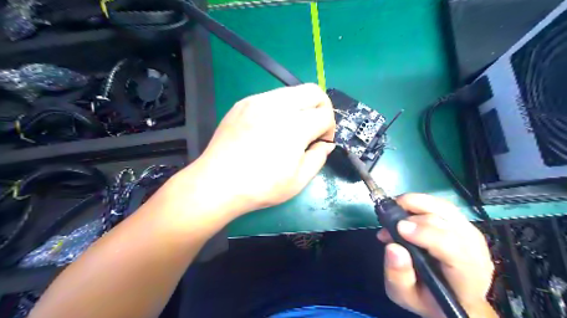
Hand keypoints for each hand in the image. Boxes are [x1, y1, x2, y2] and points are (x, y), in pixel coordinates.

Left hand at [188, 84, 334, 216]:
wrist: (217, 183)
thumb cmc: (260, 186)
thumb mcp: (298, 181)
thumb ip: (319, 157)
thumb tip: (325, 144)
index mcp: (295, 126)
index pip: (325, 114)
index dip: (329, 129)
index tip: (321, 143)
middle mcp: (278, 106)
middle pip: (313, 91)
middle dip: (321, 108)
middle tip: (314, 129)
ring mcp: (257, 101)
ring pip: (292, 91)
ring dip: (300, 107)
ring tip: (291, 129)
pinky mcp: (243, 103)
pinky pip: (271, 97)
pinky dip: (280, 108)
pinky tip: (270, 128)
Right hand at [376, 194, 496, 317]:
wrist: (452, 296)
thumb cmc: (429, 299)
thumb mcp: (406, 296)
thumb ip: (398, 276)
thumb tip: (393, 246)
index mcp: (466, 277)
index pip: (453, 249)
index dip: (426, 234)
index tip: (399, 227)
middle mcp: (475, 252)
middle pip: (447, 223)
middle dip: (412, 217)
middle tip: (388, 223)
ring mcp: (472, 235)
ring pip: (445, 208)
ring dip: (416, 203)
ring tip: (394, 208)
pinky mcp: (464, 224)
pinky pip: (443, 205)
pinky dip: (421, 202)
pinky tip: (406, 208)